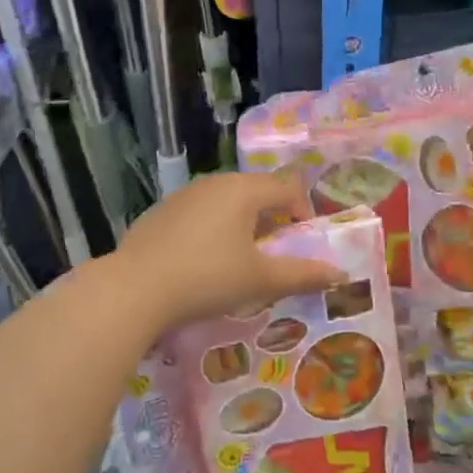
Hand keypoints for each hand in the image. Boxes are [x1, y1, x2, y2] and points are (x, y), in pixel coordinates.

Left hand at [113, 172, 345, 332]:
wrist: (133, 290)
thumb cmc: (207, 278)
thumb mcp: (260, 281)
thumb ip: (302, 274)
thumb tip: (339, 273)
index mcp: (244, 191)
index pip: (288, 188)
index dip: (303, 212)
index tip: (301, 243)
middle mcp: (214, 183)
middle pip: (257, 192)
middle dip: (272, 219)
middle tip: (273, 254)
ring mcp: (183, 195)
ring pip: (225, 202)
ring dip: (241, 224)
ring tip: (238, 260)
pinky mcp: (159, 213)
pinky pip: (198, 214)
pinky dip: (211, 230)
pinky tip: (200, 263)